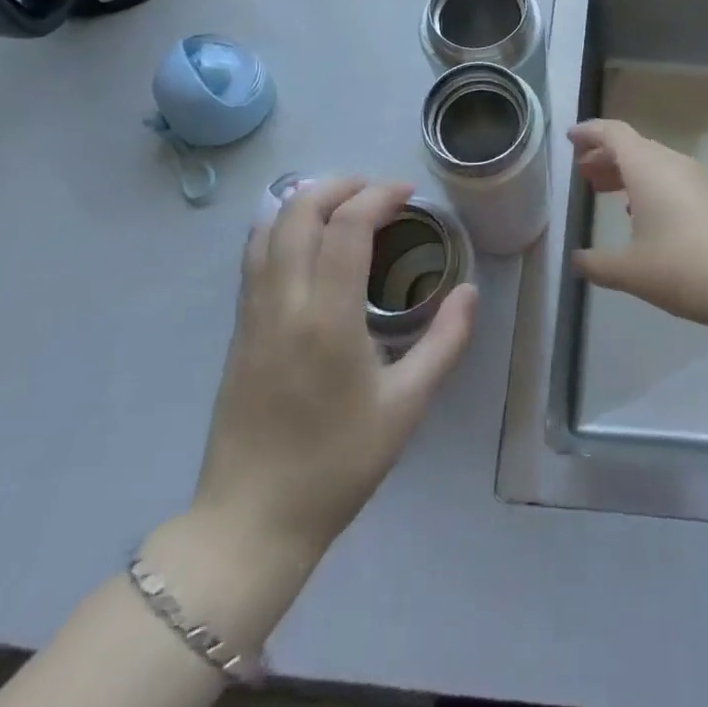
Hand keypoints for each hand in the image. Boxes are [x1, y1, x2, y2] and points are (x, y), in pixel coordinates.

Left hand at [191, 178, 476, 561]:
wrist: (251, 523)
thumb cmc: (336, 465)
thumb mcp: (406, 407)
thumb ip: (445, 342)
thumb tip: (469, 291)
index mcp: (327, 318)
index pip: (347, 226)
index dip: (378, 196)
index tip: (407, 193)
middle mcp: (284, 302)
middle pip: (298, 210)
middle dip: (339, 185)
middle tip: (376, 192)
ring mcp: (253, 314)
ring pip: (268, 227)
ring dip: (306, 200)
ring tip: (344, 204)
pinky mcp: (238, 329)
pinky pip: (254, 255)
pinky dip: (281, 226)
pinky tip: (308, 239)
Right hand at [568, 119, 707, 332]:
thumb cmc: (683, 268)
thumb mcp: (629, 271)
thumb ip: (595, 263)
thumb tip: (576, 260)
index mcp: (647, 167)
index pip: (613, 133)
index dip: (589, 132)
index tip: (569, 139)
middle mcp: (671, 162)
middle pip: (632, 145)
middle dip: (604, 155)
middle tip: (581, 172)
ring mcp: (695, 178)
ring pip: (652, 162)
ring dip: (626, 170)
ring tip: (602, 190)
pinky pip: (669, 177)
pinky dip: (646, 184)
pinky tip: (639, 213)